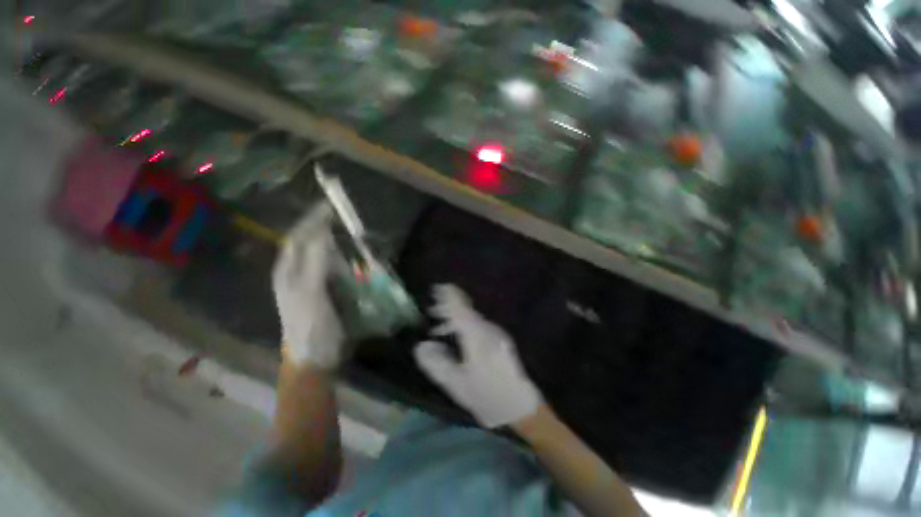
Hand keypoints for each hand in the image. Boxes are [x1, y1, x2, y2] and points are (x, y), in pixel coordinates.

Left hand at [272, 203, 343, 369]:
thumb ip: (315, 262)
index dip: (312, 220)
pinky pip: (335, 269)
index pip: (299, 237)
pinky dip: (344, 260)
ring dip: (336, 244)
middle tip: (343, 218)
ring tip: (350, 234)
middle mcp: (298, 272)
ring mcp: (312, 282)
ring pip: (324, 255)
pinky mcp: (327, 291)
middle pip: (310, 243)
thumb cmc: (310, 325)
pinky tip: (354, 258)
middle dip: (324, 229)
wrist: (316, 356)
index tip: (330, 205)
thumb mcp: (310, 292)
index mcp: (288, 270)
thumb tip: (322, 232)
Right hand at [413, 285, 541, 427]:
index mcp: (477, 337)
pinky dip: (464, 325)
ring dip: (455, 317)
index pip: (460, 310)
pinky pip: (478, 325)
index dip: (449, 297)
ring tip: (438, 326)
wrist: (521, 406)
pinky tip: (456, 335)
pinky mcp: (500, 339)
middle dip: (448, 308)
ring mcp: (496, 333)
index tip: (438, 287)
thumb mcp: (456, 384)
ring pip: (472, 318)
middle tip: (431, 310)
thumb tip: (421, 346)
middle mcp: (488, 329)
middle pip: (466, 311)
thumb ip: (436, 364)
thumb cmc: (487, 396)